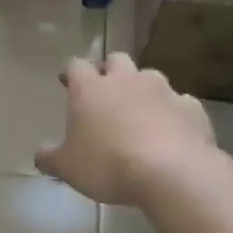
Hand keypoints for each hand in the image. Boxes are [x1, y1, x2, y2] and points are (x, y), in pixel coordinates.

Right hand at [36, 54, 215, 205]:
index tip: (68, 83)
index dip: (71, 72)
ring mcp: (163, 90)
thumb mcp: (68, 168)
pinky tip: (172, 133)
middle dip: (110, 71)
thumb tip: (40, 154)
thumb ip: (50, 158)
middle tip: (106, 94)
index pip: (76, 65)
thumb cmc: (108, 165)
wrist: (172, 173)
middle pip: (116, 60)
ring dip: (143, 90)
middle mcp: (126, 80)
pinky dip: (173, 113)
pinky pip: (179, 103)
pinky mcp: (192, 107)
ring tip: (141, 114)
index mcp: (91, 89)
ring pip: (150, 77)